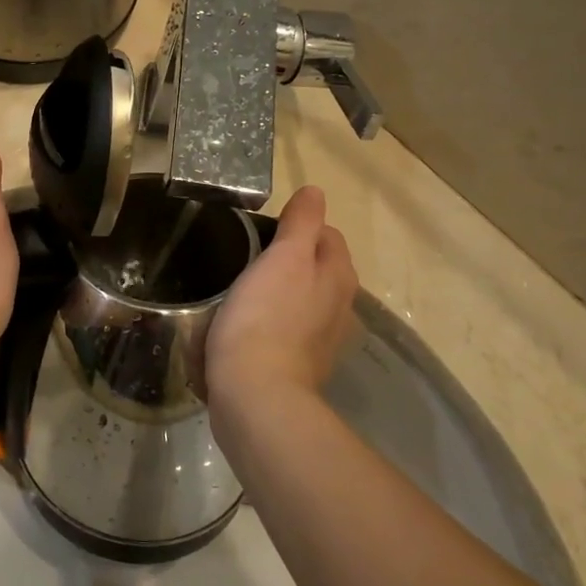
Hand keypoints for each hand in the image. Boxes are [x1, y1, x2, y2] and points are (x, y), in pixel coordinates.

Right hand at [206, 186, 356, 406]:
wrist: (256, 394)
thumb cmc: (266, 317)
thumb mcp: (284, 257)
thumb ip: (301, 223)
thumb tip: (315, 191)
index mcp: (339, 276)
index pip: (327, 234)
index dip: (296, 225)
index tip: (259, 231)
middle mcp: (341, 307)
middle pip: (318, 267)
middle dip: (290, 258)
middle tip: (247, 256)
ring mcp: (323, 340)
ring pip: (304, 299)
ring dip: (281, 291)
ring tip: (244, 289)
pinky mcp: (301, 365)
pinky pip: (289, 329)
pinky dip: (274, 321)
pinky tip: (247, 324)